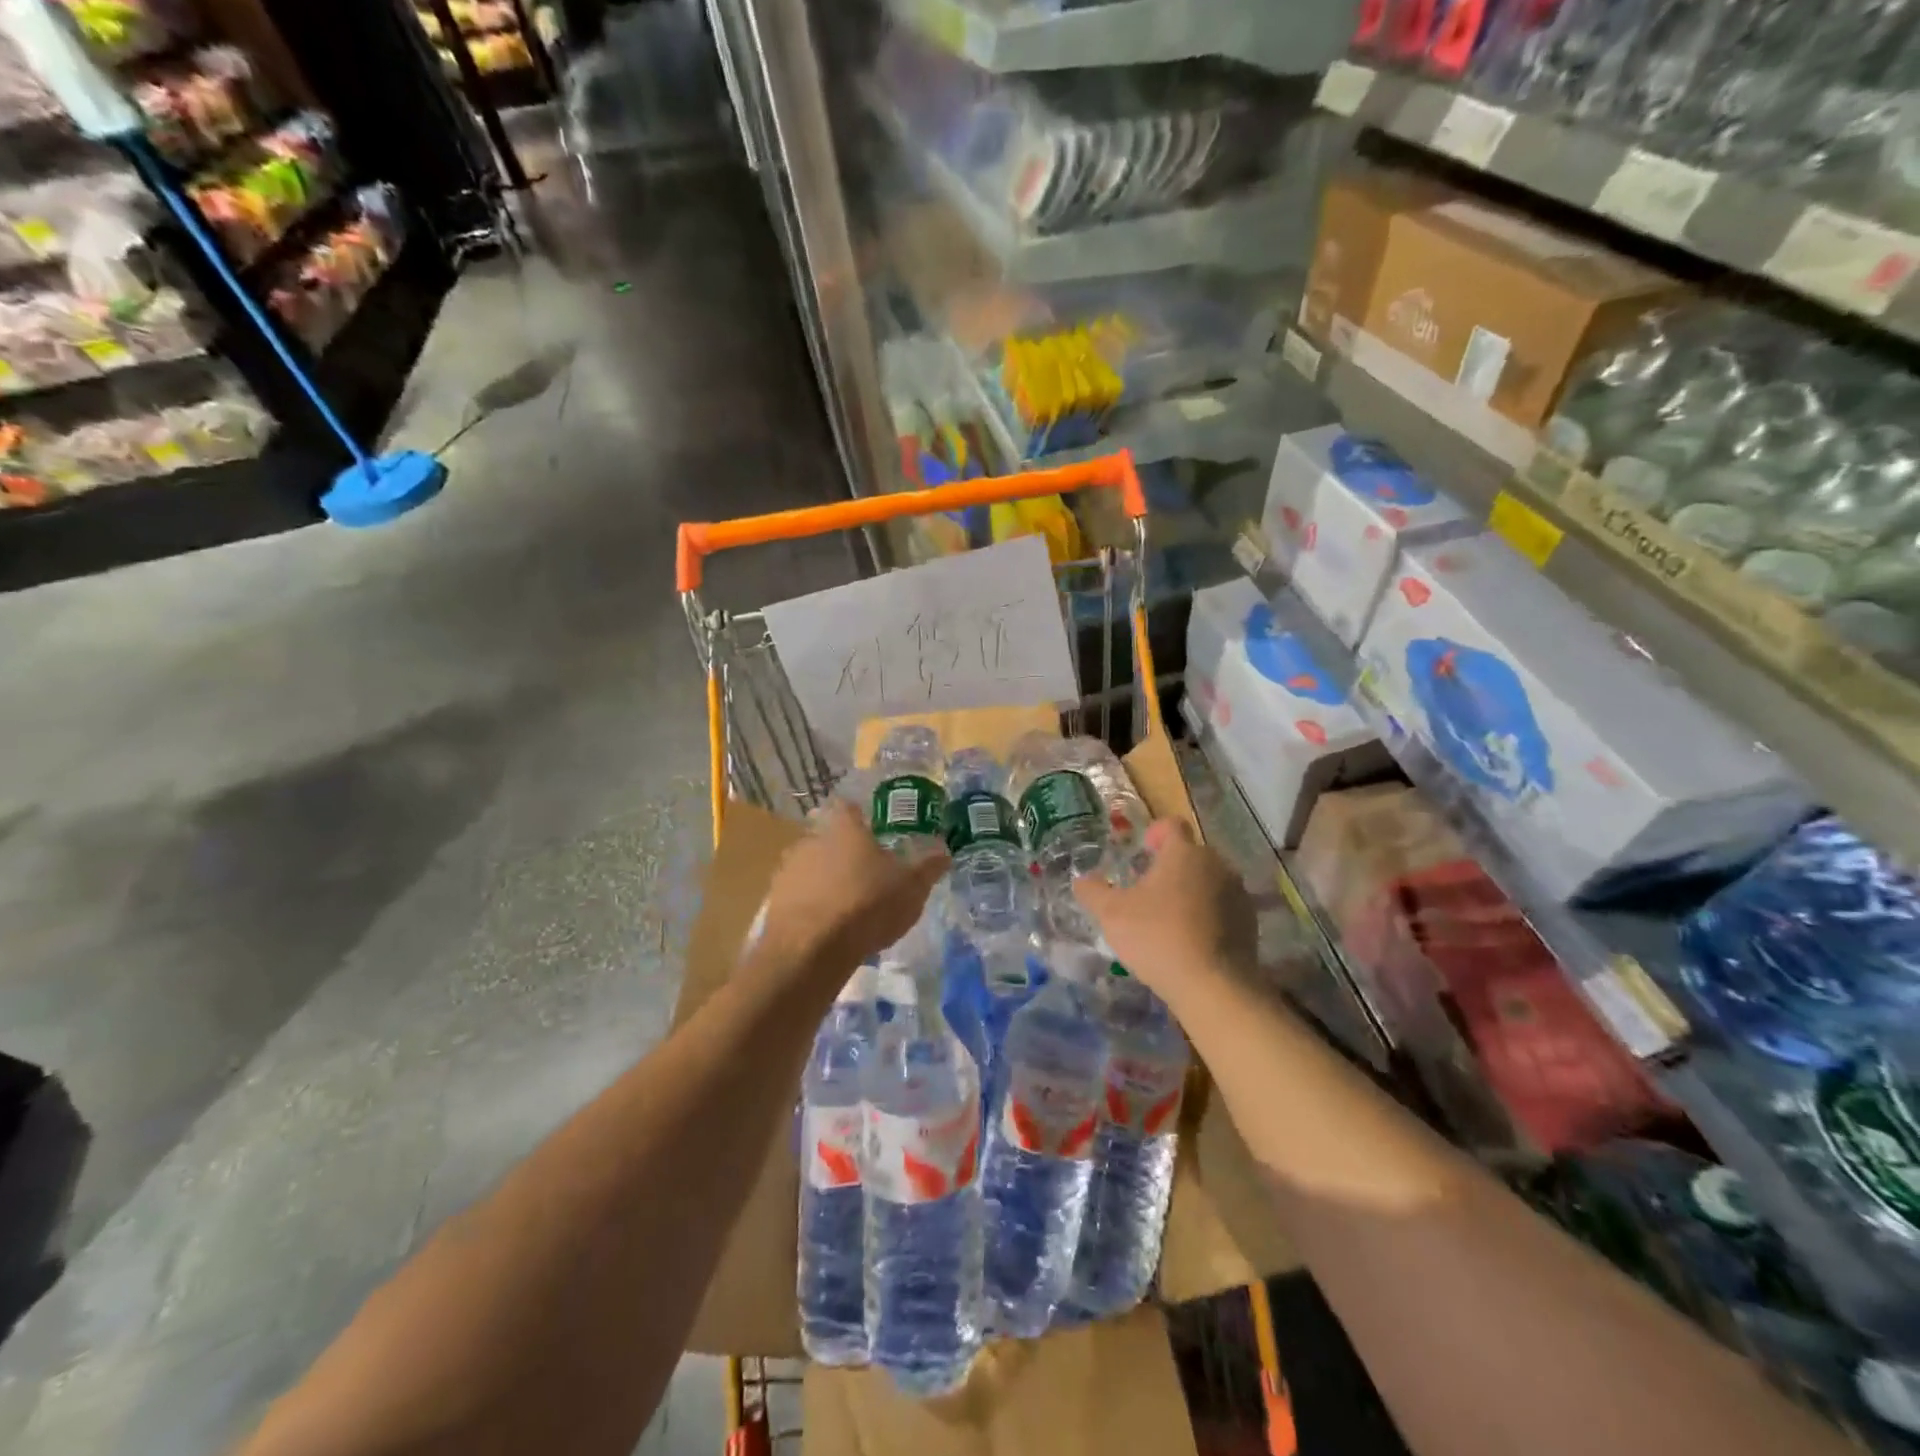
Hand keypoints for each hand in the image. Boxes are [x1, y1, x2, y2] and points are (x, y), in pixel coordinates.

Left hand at [756, 801, 948, 981]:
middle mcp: (811, 839)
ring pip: (810, 866)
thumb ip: (928, 867)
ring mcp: (788, 869)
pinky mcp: (774, 900)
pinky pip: (797, 895)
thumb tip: (944, 851)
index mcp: (844, 827)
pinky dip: (810, 904)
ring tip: (845, 904)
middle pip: (828, 837)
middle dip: (844, 852)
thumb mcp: (911, 888)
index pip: (849, 807)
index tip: (873, 831)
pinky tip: (825, 925)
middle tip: (865, 873)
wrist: (811, 949)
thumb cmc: (867, 905)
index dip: (861, 817)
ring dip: (824, 879)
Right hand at [1072, 819, 1254, 1003]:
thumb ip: (1093, 891)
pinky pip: (1223, 907)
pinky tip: (1191, 941)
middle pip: (1191, 854)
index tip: (1143, 851)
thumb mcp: (1111, 915)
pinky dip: (1207, 915)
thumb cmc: (1158, 937)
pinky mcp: (1250, 922)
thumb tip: (1082, 880)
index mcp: (1184, 853)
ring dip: (1190, 891)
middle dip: (1170, 866)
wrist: (1215, 986)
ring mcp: (1238, 893)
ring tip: (1169, 919)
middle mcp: (1216, 864)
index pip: (1172, 825)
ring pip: (1209, 880)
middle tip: (1147, 891)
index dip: (1155, 833)